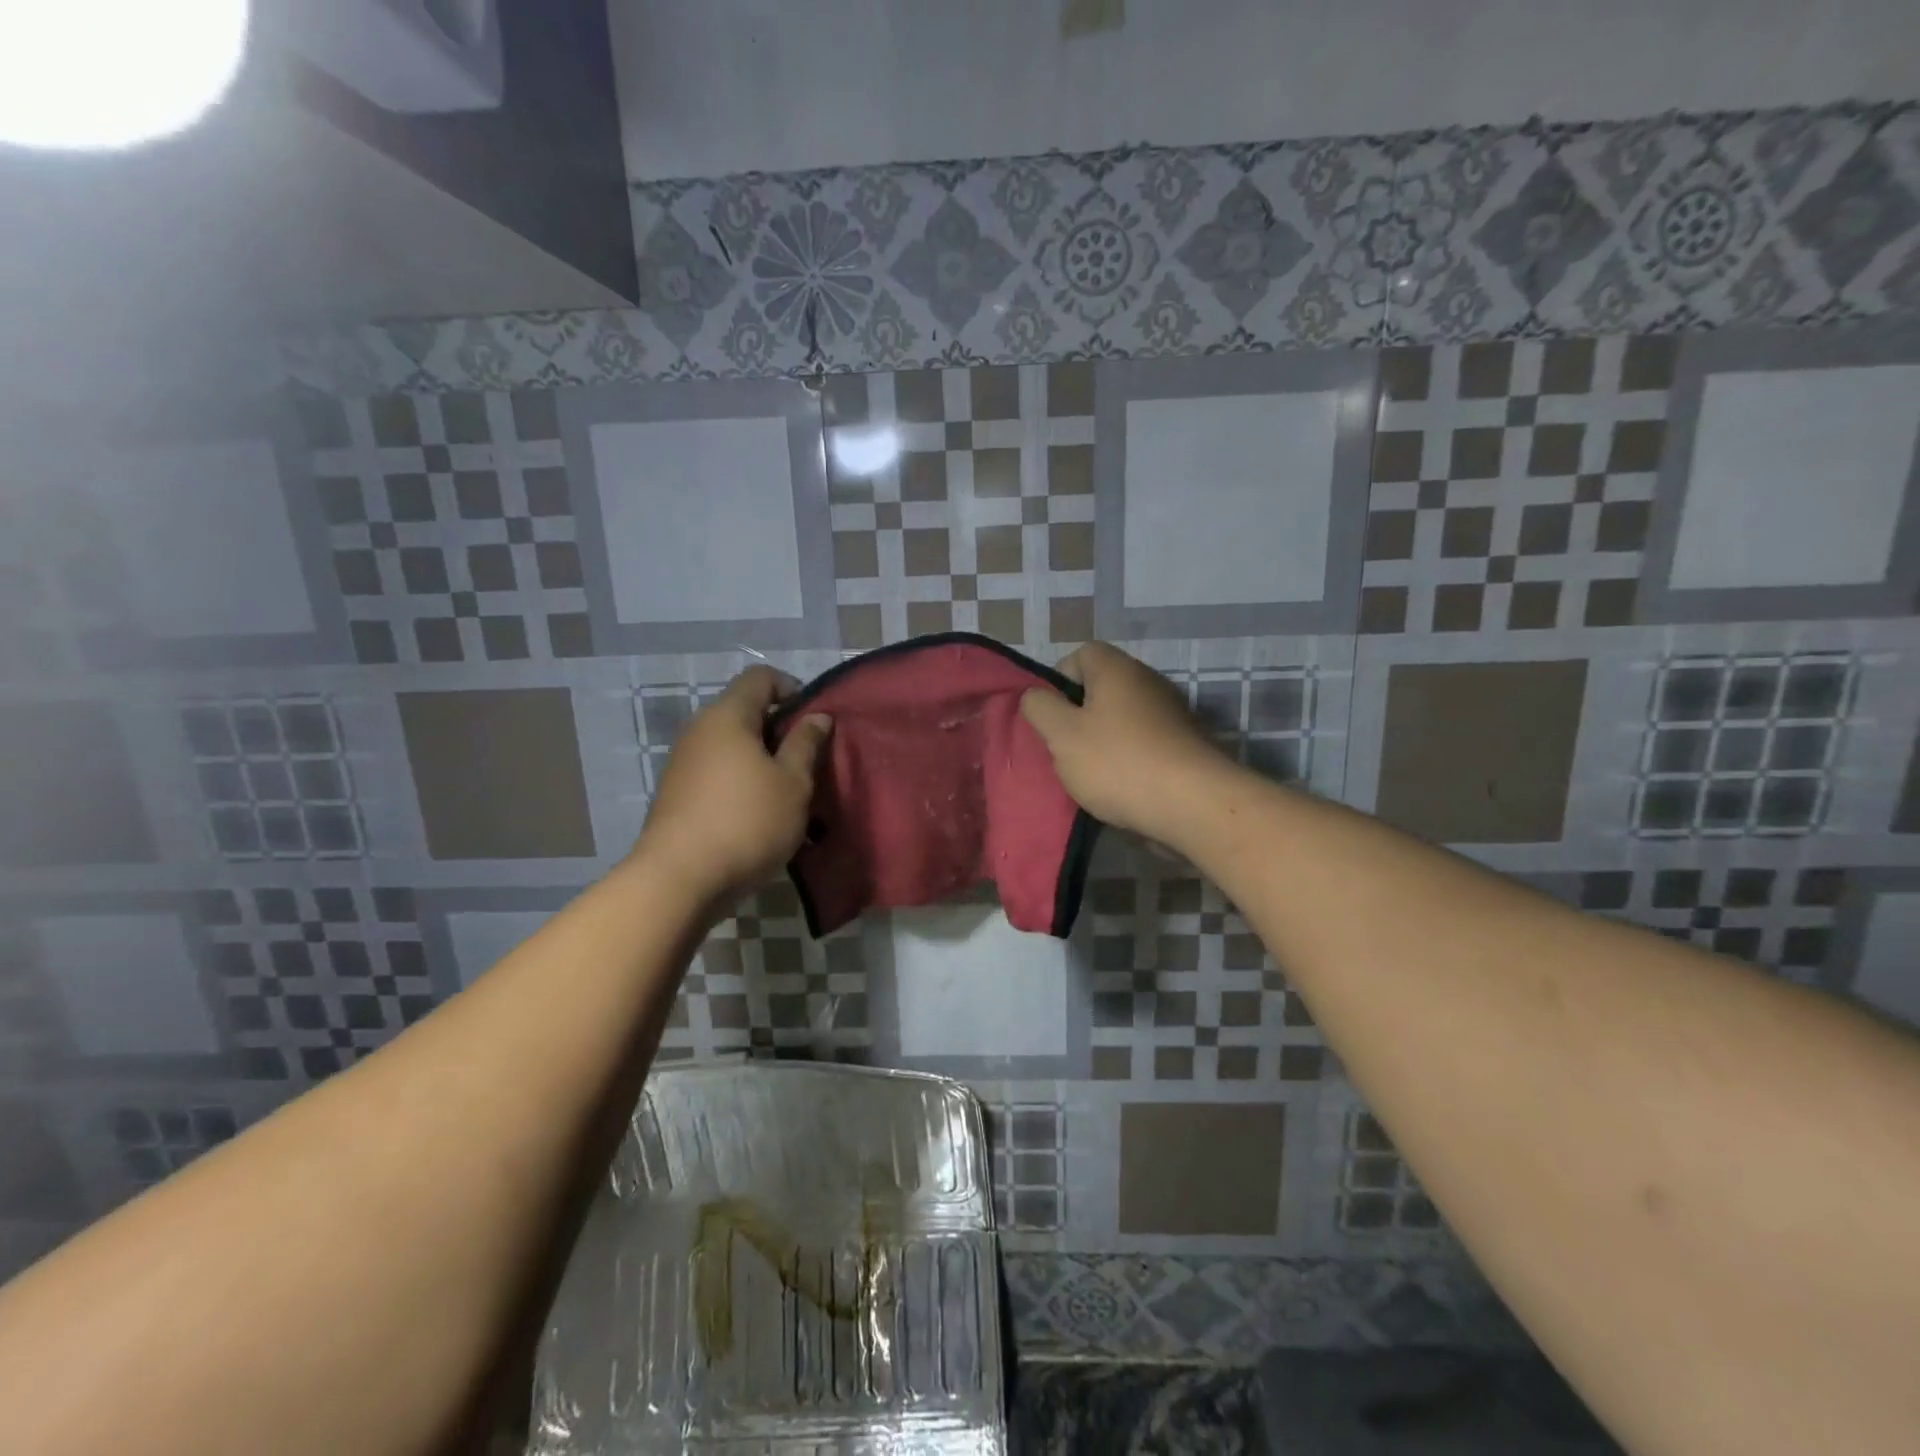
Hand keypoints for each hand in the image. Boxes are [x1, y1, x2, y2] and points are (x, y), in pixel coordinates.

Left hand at [637, 666, 832, 900]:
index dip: (792, 689)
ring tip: (786, 794)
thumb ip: (806, 744)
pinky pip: (717, 772)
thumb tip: (817, 716)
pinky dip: (741, 781)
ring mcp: (683, 762)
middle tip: (807, 762)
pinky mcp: (676, 793)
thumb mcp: (793, 783)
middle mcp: (699, 730)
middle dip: (779, 730)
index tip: (814, 721)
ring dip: (761, 760)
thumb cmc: (747, 822)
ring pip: (731, 745)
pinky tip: (757, 815)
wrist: (679, 880)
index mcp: (728, 716)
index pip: (760, 678)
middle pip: (744, 711)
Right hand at [1020, 642, 1232, 846]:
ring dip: (1104, 740)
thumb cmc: (1117, 762)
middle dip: (1079, 716)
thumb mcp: (1061, 735)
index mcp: (1117, 669)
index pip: (1081, 655)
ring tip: (1092, 773)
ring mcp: (1172, 713)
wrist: (1192, 804)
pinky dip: (1130, 758)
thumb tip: (1035, 695)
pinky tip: (1123, 786)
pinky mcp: (1185, 744)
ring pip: (1123, 718)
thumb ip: (1039, 708)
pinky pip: (1145, 742)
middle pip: (1102, 688)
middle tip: (1066, 748)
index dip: (1059, 682)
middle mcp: (1148, 681)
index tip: (1051, 715)